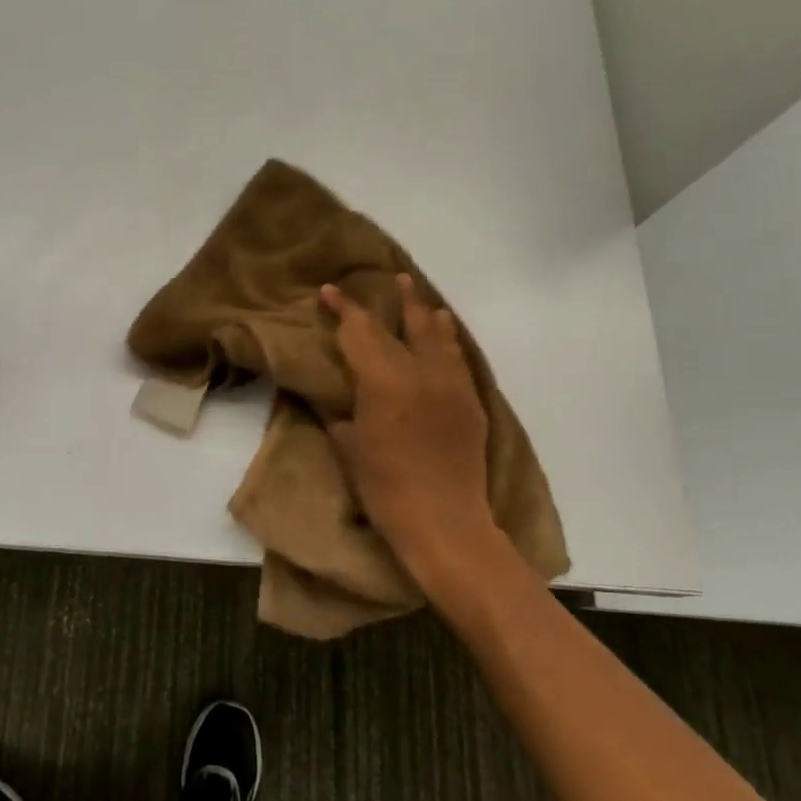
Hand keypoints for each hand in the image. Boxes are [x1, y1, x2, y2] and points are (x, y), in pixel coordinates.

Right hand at [320, 275, 498, 573]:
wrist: (444, 522)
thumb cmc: (385, 489)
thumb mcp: (349, 448)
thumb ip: (339, 415)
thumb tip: (332, 399)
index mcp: (384, 382)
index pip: (360, 333)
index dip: (344, 309)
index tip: (329, 290)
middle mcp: (420, 373)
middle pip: (404, 325)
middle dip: (392, 300)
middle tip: (388, 277)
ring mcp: (451, 386)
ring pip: (439, 337)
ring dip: (426, 313)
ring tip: (419, 297)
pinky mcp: (470, 404)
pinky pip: (457, 360)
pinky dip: (447, 341)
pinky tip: (444, 336)